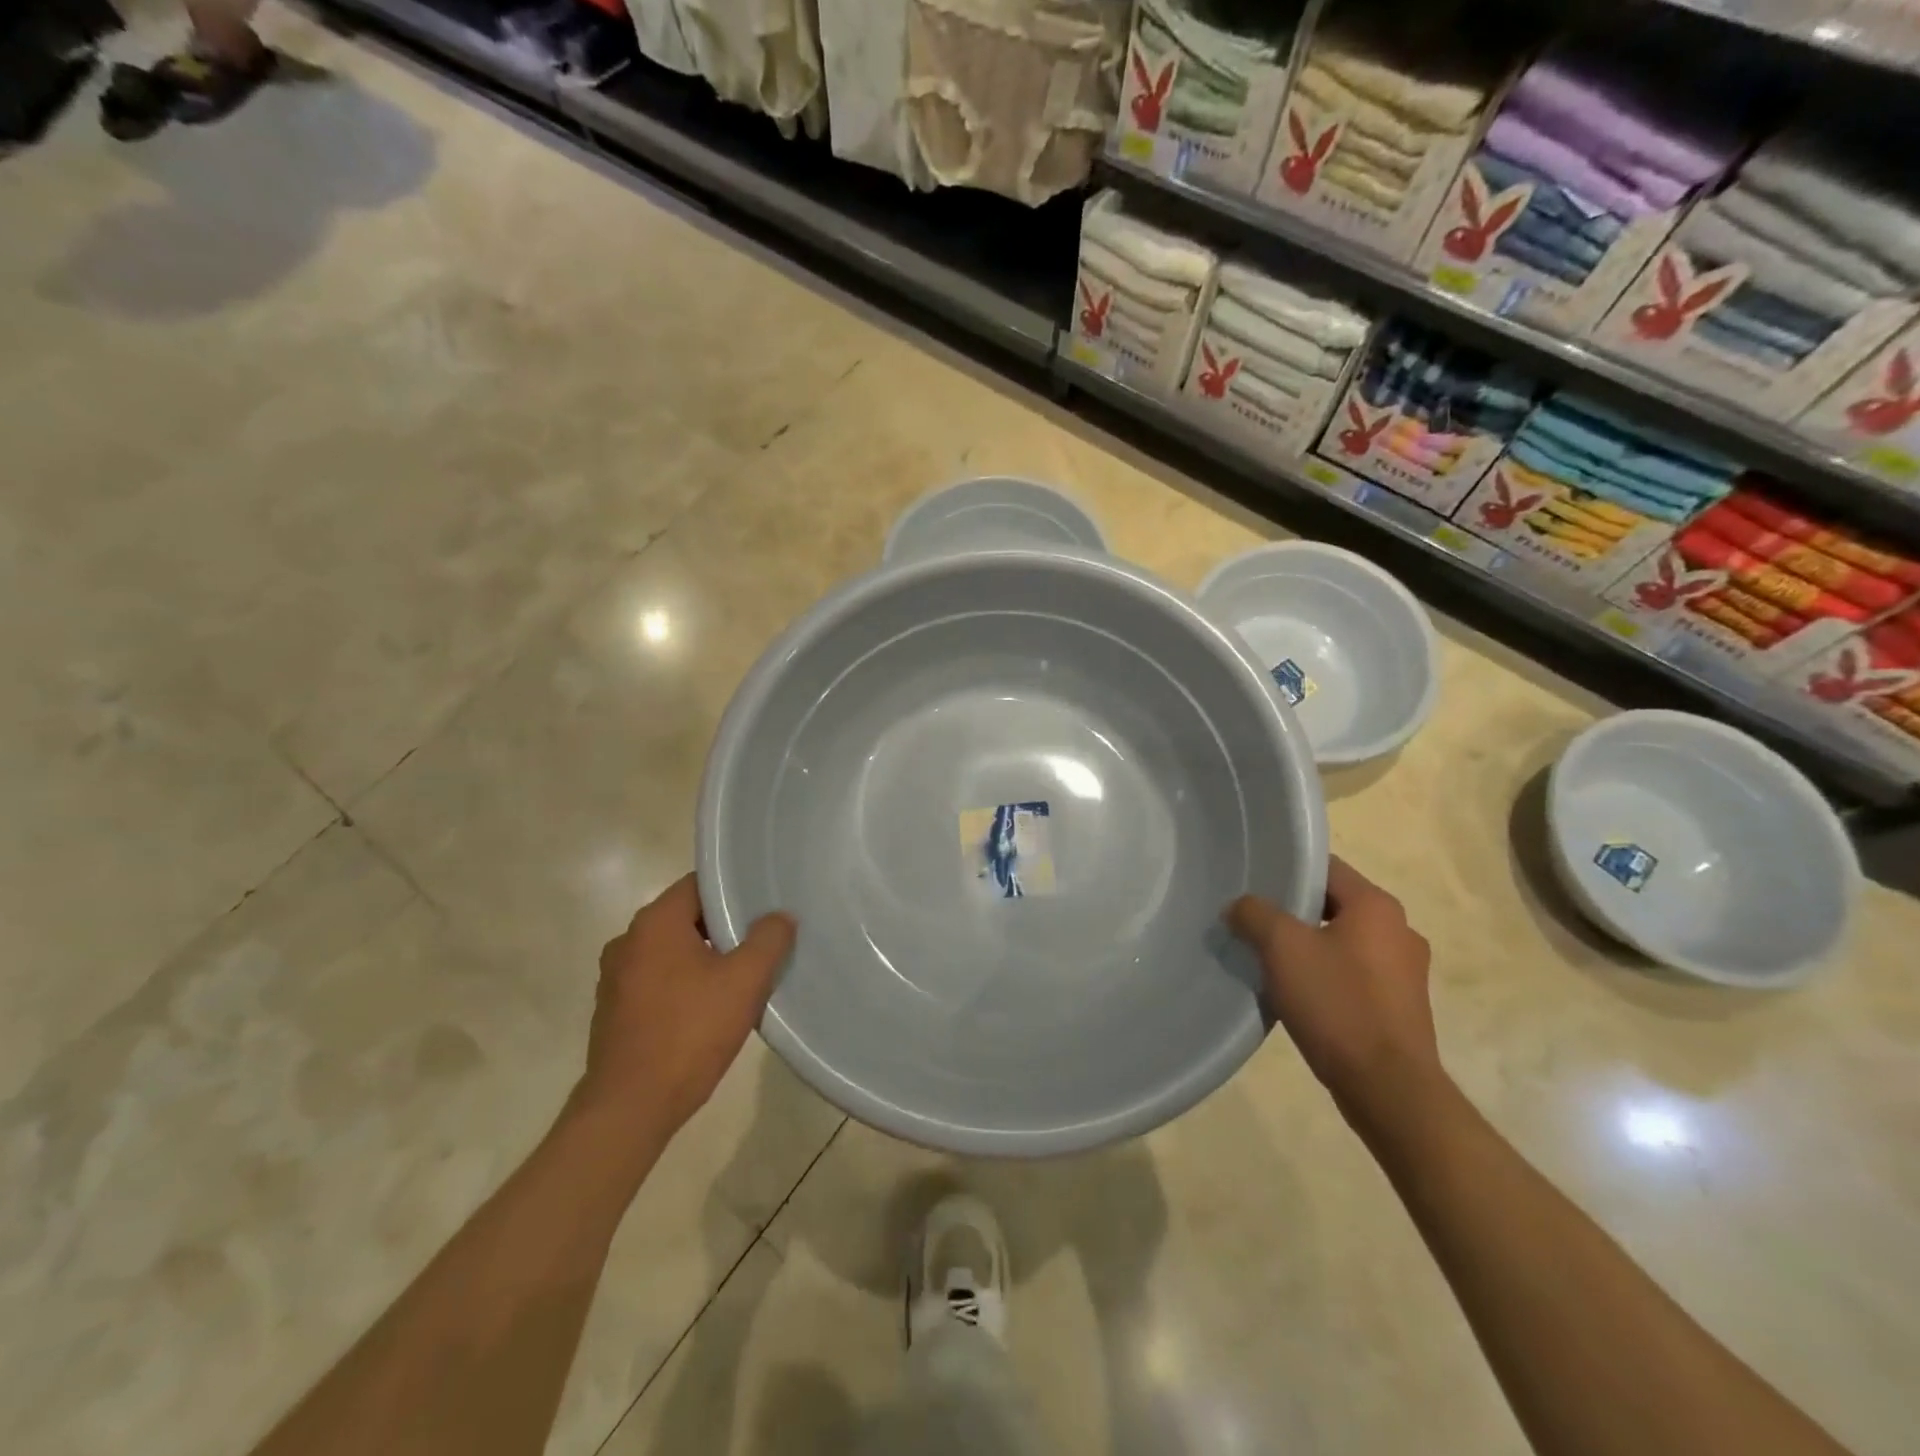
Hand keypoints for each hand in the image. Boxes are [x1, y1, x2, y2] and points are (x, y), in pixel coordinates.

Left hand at [576, 874, 796, 1137]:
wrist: (630, 1108)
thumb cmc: (690, 1032)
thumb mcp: (745, 981)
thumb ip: (769, 940)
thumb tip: (780, 917)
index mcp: (655, 922)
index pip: (699, 884)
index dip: (734, 890)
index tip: (764, 904)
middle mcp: (628, 940)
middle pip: (687, 917)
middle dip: (724, 927)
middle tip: (762, 940)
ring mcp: (615, 977)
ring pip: (673, 951)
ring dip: (705, 958)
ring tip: (742, 976)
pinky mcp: (614, 1010)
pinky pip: (658, 980)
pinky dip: (684, 984)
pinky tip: (710, 1009)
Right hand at [1226, 856, 1442, 1131]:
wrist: (1388, 1087)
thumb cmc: (1337, 1003)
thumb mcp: (1281, 948)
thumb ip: (1254, 914)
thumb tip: (1239, 907)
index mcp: (1377, 906)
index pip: (1326, 868)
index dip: (1286, 870)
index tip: (1253, 883)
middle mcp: (1400, 930)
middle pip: (1334, 904)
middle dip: (1293, 912)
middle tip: (1253, 921)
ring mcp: (1405, 971)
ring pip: (1343, 941)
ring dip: (1309, 945)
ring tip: (1270, 959)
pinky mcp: (1401, 1005)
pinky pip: (1354, 973)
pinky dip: (1327, 974)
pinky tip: (1299, 993)